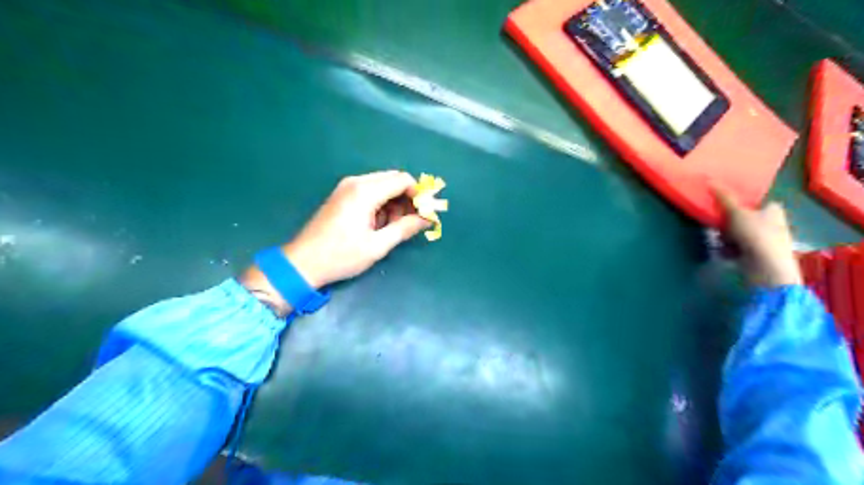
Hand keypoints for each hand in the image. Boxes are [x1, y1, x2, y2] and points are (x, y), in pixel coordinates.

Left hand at [285, 171, 428, 286]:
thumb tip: (427, 219)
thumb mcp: (377, 245)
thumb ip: (404, 228)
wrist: (303, 263)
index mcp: (365, 191)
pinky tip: (379, 224)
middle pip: (393, 179)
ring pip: (382, 185)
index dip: (419, 194)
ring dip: (394, 202)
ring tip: (395, 227)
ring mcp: (347, 188)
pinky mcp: (342, 195)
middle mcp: (356, 182)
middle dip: (407, 198)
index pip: (402, 180)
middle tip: (412, 221)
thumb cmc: (341, 256)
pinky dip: (381, 204)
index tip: (426, 212)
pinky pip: (370, 191)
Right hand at [712, 188, 798, 288]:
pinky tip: (726, 252)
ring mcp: (768, 241)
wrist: (766, 267)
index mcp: (774, 210)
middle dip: (730, 223)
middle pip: (746, 219)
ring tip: (721, 241)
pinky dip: (731, 250)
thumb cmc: (755, 234)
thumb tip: (710, 181)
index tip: (727, 208)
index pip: (759, 202)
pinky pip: (741, 249)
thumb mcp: (736, 212)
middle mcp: (775, 224)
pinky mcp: (760, 256)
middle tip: (720, 226)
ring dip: (728, 238)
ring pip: (741, 234)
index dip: (742, 204)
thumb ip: (724, 197)